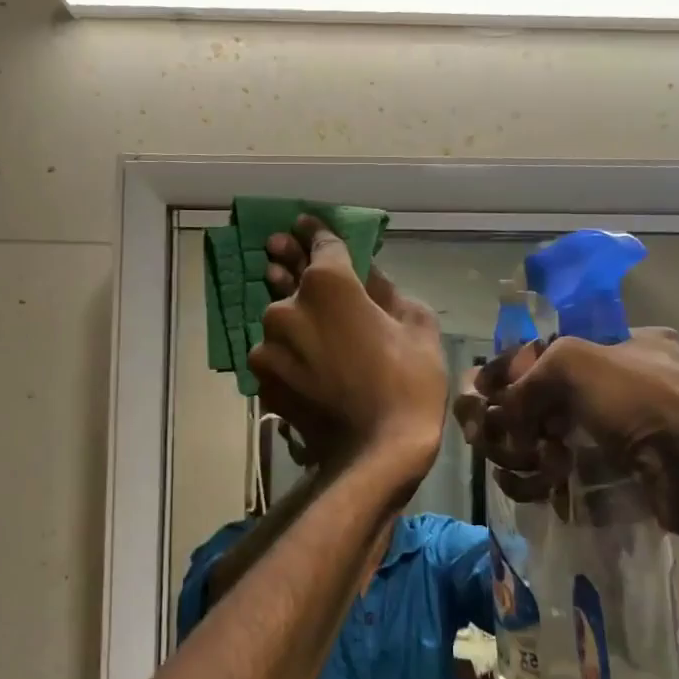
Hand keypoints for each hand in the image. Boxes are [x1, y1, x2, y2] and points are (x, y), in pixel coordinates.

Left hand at [251, 218, 447, 480]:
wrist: (375, 455)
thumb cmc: (408, 384)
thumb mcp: (416, 327)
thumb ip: (387, 291)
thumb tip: (370, 276)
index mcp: (328, 285)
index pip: (320, 246)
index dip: (315, 233)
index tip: (303, 223)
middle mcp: (287, 307)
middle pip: (290, 282)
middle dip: (287, 264)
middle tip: (277, 249)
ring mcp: (268, 346)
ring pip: (280, 321)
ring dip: (289, 316)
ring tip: (296, 314)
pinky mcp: (261, 380)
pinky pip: (275, 354)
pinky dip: (287, 351)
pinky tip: (302, 359)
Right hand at [467, 328, 678, 541]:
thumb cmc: (643, 402)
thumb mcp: (576, 362)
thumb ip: (528, 375)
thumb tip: (504, 411)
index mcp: (624, 347)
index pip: (550, 353)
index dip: (512, 371)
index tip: (483, 392)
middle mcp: (623, 389)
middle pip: (542, 402)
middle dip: (512, 420)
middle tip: (489, 435)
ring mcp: (620, 437)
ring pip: (547, 443)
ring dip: (521, 455)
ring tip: (523, 464)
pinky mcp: (617, 481)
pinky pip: (563, 478)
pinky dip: (540, 484)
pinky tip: (533, 487)